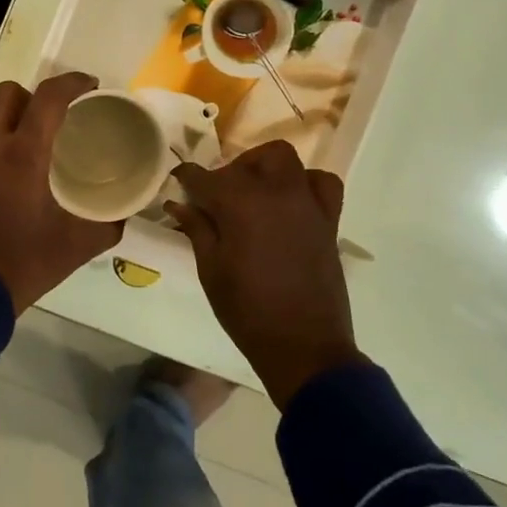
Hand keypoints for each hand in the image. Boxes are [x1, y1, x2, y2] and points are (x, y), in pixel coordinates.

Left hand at [0, 72, 122, 312]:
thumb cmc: (26, 261)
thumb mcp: (78, 245)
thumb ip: (108, 224)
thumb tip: (126, 214)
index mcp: (23, 154)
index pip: (48, 97)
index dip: (72, 83)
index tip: (91, 86)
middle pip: (9, 93)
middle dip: (36, 94)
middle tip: (60, 116)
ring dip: (15, 117)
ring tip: (40, 141)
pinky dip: (0, 141)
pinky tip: (17, 169)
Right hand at [166, 141, 363, 407]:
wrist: (303, 347)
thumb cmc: (247, 311)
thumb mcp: (211, 270)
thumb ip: (197, 229)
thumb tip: (177, 204)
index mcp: (240, 204)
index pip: (205, 177)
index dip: (187, 177)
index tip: (177, 182)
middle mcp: (276, 193)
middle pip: (252, 159)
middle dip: (232, 168)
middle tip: (219, 195)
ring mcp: (307, 203)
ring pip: (287, 161)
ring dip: (267, 168)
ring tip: (256, 193)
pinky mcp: (329, 220)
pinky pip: (322, 183)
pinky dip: (306, 183)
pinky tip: (292, 203)